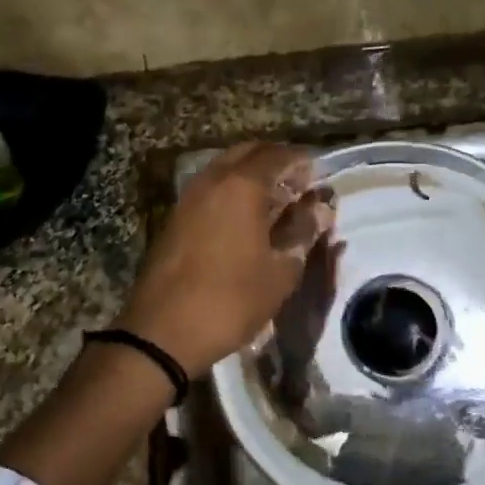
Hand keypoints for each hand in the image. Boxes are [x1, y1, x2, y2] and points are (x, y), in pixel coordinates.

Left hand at [116, 143, 335, 376]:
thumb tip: (321, 208)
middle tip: (298, 185)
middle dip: (276, 162)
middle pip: (248, 153)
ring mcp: (188, 197)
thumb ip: (302, 232)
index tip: (320, 175)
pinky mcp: (175, 218)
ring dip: (252, 175)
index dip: (302, 161)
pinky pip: (210, 188)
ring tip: (275, 202)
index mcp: (242, 186)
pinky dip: (232, 191)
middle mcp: (212, 181)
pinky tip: (246, 219)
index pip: (278, 155)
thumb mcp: (280, 271)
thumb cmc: (231, 300)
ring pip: (225, 168)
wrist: (163, 332)